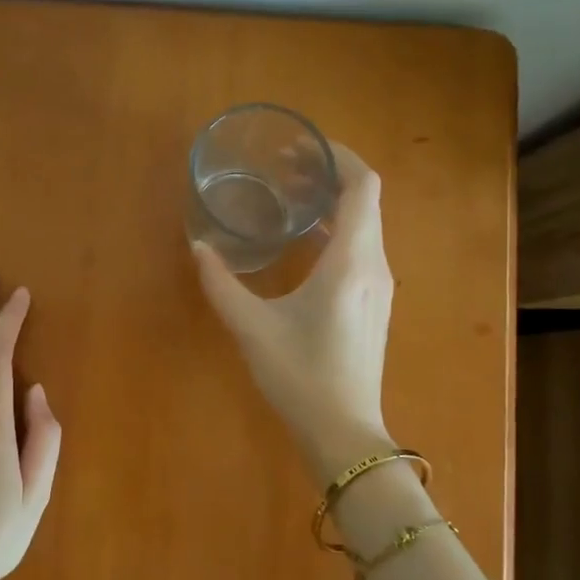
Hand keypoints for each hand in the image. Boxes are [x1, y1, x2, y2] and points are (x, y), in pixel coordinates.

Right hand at [193, 144, 395, 482]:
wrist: (343, 431)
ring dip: (334, 204)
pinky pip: (362, 248)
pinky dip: (337, 230)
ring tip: (290, 199)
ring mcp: (379, 286)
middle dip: (330, 176)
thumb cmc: (300, 376)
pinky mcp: (374, 303)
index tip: (304, 148)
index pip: (363, 186)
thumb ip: (221, 284)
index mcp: (351, 262)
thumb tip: (199, 247)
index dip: (340, 157)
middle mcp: (374, 265)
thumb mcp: (252, 327)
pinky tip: (304, 242)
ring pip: (365, 225)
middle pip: (365, 200)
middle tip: (285, 169)